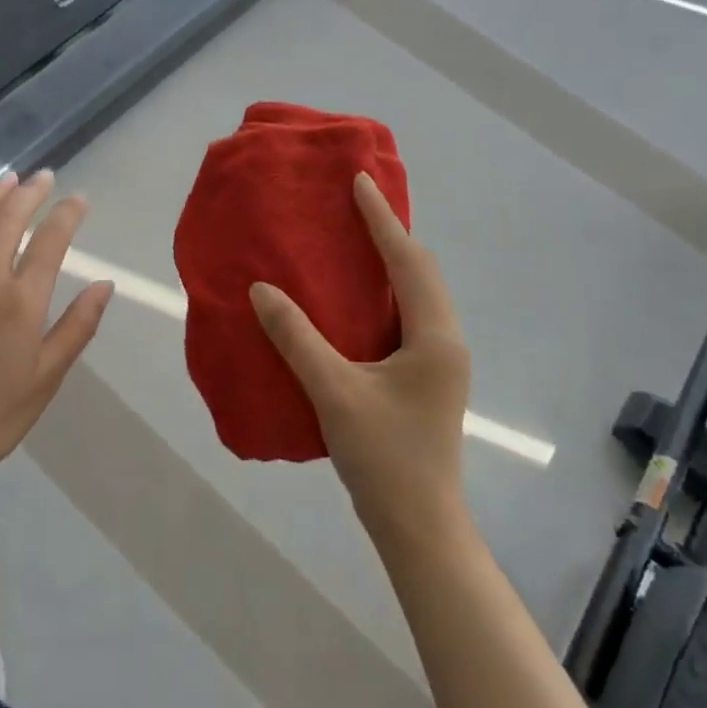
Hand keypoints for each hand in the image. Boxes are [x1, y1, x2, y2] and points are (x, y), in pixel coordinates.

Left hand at [0, 171, 112, 519]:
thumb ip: (77, 326)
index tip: (79, 198)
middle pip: (7, 219)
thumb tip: (104, 284)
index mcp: (20, 302)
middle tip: (43, 177)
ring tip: (6, 181)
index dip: (67, 214)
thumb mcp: (46, 377)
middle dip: (29, 192)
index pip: (50, 241)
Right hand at [250, 171, 470, 536]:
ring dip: (391, 264)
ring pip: (418, 295)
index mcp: (434, 336)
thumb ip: (296, 337)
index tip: (359, 181)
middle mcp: (445, 340)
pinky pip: (408, 317)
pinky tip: (357, 298)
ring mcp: (439, 362)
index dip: (381, 218)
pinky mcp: (426, 378)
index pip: (407, 261)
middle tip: (354, 206)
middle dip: (390, 234)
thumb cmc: (383, 456)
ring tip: (354, 241)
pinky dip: (386, 294)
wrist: (419, 526)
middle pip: (421, 272)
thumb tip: (262, 289)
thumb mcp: (333, 391)